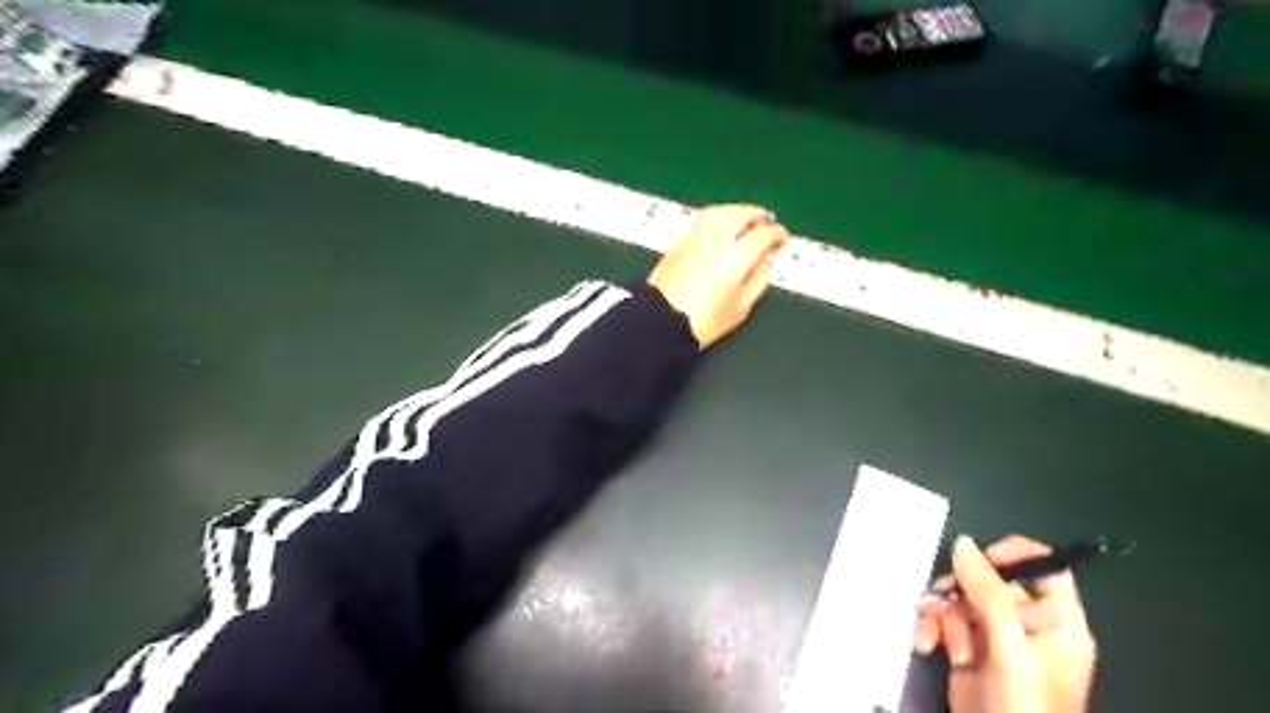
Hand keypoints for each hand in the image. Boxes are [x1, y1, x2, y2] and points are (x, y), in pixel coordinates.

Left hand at [650, 203, 790, 346]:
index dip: (777, 233)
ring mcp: (695, 236)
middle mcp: (717, 239)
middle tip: (767, 220)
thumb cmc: (703, 322)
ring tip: (745, 215)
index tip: (781, 238)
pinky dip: (717, 214)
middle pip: (742, 214)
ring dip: (737, 210)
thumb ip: (757, 281)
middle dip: (758, 215)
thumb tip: (763, 263)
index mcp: (737, 256)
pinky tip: (719, 221)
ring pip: (721, 210)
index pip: (764, 234)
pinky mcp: (679, 241)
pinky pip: (702, 217)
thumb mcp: (740, 308)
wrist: (661, 322)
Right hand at [913, 535, 1103, 712]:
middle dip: (961, 593)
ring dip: (942, 615)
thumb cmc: (1021, 705)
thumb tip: (964, 544)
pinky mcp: (967, 648)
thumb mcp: (1009, 647)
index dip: (1011, 556)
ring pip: (960, 599)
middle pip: (989, 580)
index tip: (978, 562)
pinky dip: (931, 627)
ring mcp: (995, 637)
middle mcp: (1026, 624)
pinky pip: (944, 619)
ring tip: (944, 642)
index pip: (1043, 566)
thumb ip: (989, 593)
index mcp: (1056, 622)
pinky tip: (927, 645)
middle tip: (948, 604)